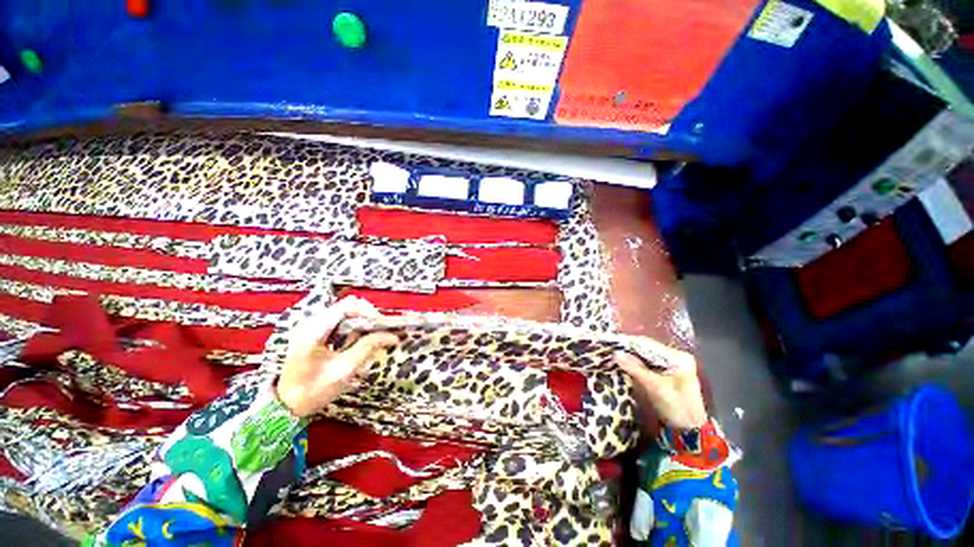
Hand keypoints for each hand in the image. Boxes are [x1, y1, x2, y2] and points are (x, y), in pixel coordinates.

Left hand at [276, 296, 397, 417]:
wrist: (286, 407)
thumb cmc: (313, 391)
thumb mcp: (343, 370)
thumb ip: (367, 348)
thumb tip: (392, 336)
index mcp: (314, 330)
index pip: (348, 306)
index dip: (369, 312)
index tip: (383, 326)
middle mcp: (311, 322)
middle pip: (348, 307)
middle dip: (368, 318)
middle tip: (382, 333)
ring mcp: (312, 326)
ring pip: (346, 314)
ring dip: (363, 323)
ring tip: (375, 339)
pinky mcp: (315, 333)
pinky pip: (341, 323)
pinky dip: (355, 329)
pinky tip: (361, 342)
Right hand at [614, 348, 707, 429]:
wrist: (689, 431)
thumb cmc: (677, 408)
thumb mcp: (655, 387)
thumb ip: (635, 368)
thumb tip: (615, 353)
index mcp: (678, 357)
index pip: (648, 344)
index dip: (628, 342)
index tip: (610, 342)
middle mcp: (674, 356)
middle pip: (646, 348)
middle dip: (627, 348)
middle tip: (608, 347)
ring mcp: (670, 363)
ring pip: (644, 354)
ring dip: (629, 354)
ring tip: (611, 353)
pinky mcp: (664, 371)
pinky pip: (645, 362)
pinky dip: (634, 362)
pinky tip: (622, 362)